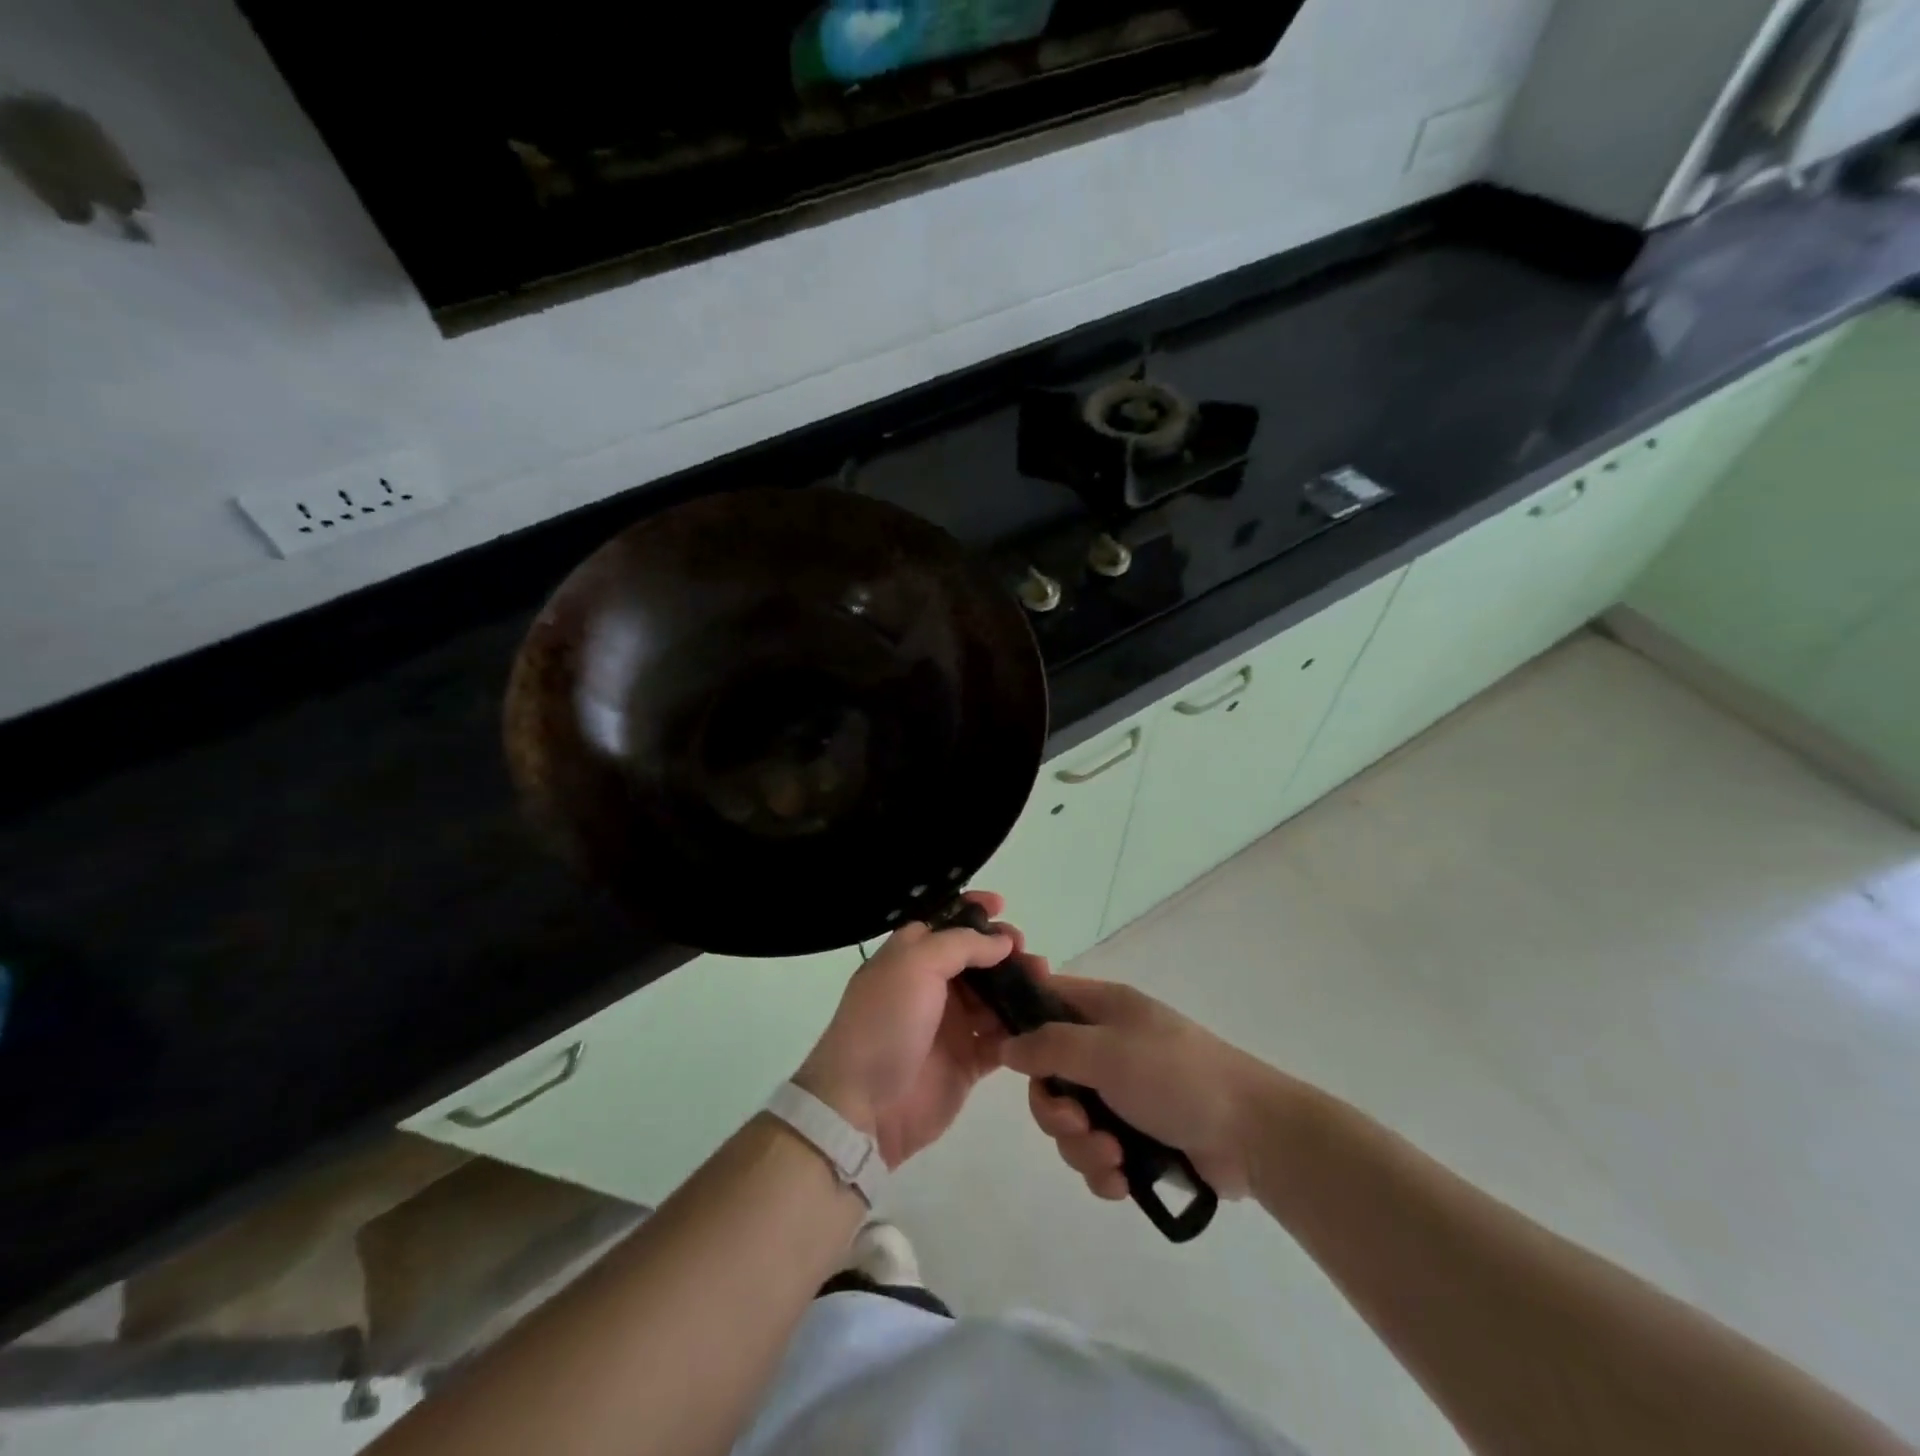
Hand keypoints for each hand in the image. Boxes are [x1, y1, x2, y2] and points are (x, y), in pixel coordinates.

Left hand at [794, 892, 1027, 1168]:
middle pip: (977, 959)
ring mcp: (950, 1025)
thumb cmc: (885, 1022)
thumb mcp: (915, 965)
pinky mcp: (967, 1062)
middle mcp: (931, 986)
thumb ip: (961, 945)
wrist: (863, 1106)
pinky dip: (1019, 1029)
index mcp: (911, 956)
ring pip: (994, 997)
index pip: (946, 923)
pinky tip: (1037, 1020)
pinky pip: (1000, 1039)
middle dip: (1005, 950)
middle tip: (1026, 953)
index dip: (973, 912)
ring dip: (1018, 986)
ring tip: (1042, 982)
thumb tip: (1002, 941)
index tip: (1002, 906)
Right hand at [1000, 976, 1285, 1201]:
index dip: (1017, 1022)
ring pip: (1070, 1121)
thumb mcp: (1107, 1052)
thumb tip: (1005, 1046)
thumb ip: (1050, 1047)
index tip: (998, 1054)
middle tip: (1078, 1125)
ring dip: (1082, 1147)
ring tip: (1114, 1158)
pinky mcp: (1137, 1137)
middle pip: (1049, 1074)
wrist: (1253, 1135)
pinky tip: (1123, 1181)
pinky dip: (1103, 1169)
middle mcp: (1107, 1046)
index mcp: (1103, 1009)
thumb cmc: (1175, 1077)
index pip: (1044, 999)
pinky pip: (1096, 1153)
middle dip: (1056, 1110)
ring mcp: (1122, 1093)